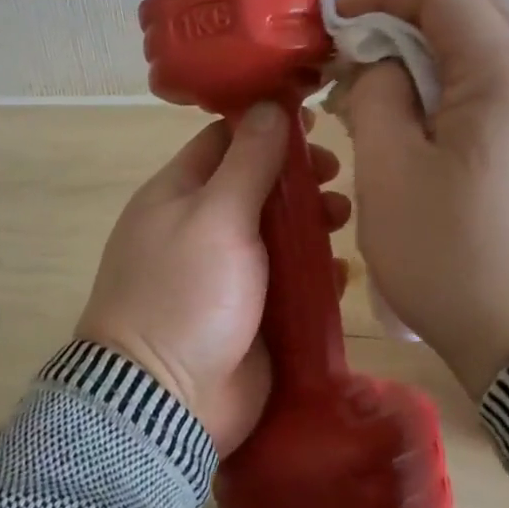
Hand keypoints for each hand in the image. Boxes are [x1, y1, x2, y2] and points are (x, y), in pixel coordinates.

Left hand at [77, 104, 351, 454]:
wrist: (166, 402)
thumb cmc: (186, 293)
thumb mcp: (217, 216)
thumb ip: (247, 162)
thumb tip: (267, 105)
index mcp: (179, 194)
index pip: (224, 140)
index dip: (266, 125)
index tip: (312, 120)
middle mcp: (202, 226)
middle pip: (257, 184)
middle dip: (298, 177)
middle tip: (334, 176)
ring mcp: (228, 272)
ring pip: (279, 232)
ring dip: (313, 221)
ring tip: (342, 220)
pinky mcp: (253, 313)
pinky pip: (290, 281)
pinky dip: (315, 273)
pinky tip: (340, 274)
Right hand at [334, 0, 508, 397]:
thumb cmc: (453, 258)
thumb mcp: (389, 173)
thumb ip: (377, 95)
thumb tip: (384, 66)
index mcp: (505, 75)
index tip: (338, 22)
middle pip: (480, 5)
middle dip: (413, 15)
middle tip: (365, 53)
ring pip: (498, 44)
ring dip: (440, 49)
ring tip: (393, 92)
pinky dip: (466, 81)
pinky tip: (434, 125)